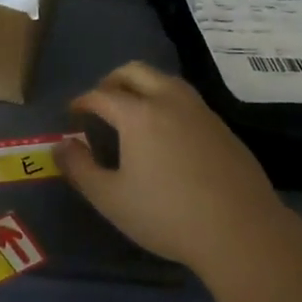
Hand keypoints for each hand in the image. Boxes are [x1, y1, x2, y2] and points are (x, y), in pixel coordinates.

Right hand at [54, 61, 290, 279]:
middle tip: (101, 102)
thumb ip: (80, 169)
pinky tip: (167, 133)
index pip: (102, 94)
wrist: (240, 230)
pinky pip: (186, 100)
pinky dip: (167, 102)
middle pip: (135, 72)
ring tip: (132, 112)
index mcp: (139, 114)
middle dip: (112, 81)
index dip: (83, 101)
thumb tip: (61, 145)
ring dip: (143, 86)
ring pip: (165, 80)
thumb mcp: (111, 199)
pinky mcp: (222, 126)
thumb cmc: (167, 215)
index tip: (73, 113)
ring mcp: (200, 110)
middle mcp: (169, 100)